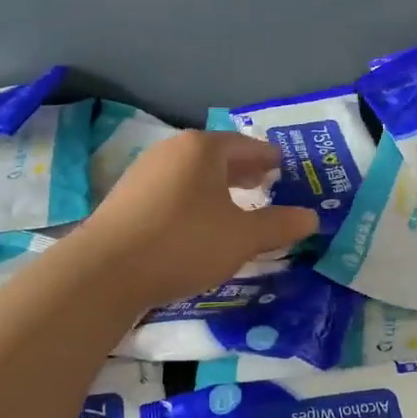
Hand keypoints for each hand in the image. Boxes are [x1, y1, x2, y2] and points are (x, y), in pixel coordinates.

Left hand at [70, 131, 316, 307]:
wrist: (104, 271)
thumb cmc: (183, 243)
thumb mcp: (242, 238)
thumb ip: (279, 225)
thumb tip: (312, 218)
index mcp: (202, 149)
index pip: (246, 146)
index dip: (268, 158)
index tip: (282, 167)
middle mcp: (172, 151)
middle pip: (217, 155)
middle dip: (243, 170)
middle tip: (265, 182)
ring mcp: (145, 172)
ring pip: (192, 173)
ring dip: (217, 186)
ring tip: (234, 204)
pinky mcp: (127, 197)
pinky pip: (173, 189)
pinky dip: (194, 198)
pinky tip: (198, 222)